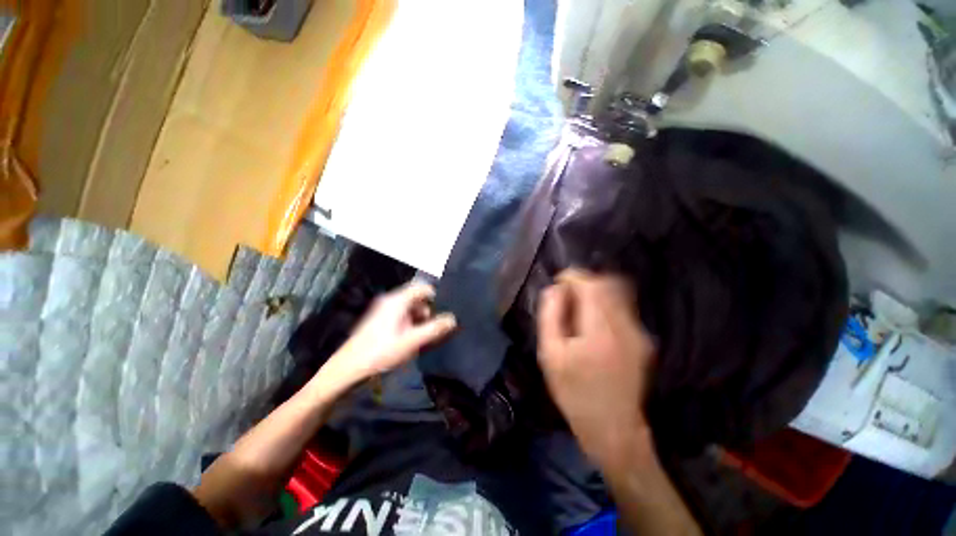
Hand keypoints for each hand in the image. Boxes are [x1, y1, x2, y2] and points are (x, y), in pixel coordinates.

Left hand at [318, 282, 456, 395]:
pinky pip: (402, 315)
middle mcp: (391, 300)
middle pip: (418, 298)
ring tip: (422, 338)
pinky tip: (410, 340)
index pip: (423, 287)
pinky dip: (410, 324)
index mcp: (398, 300)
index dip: (436, 297)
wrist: (348, 369)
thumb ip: (434, 329)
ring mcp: (384, 309)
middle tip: (432, 330)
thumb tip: (453, 319)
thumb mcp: (412, 341)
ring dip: (420, 320)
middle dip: (428, 312)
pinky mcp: (380, 319)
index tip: (442, 313)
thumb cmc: (381, 352)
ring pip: (410, 308)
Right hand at [537, 269, 655, 467]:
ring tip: (578, 305)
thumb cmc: (574, 391)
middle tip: (567, 294)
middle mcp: (626, 326)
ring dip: (597, 290)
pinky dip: (607, 303)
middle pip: (609, 283)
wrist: (613, 428)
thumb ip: (551, 316)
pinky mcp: (643, 340)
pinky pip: (624, 308)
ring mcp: (639, 333)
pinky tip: (593, 320)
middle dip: (585, 281)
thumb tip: (555, 289)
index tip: (559, 282)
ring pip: (619, 293)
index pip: (592, 284)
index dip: (574, 277)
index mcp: (601, 329)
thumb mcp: (550, 355)